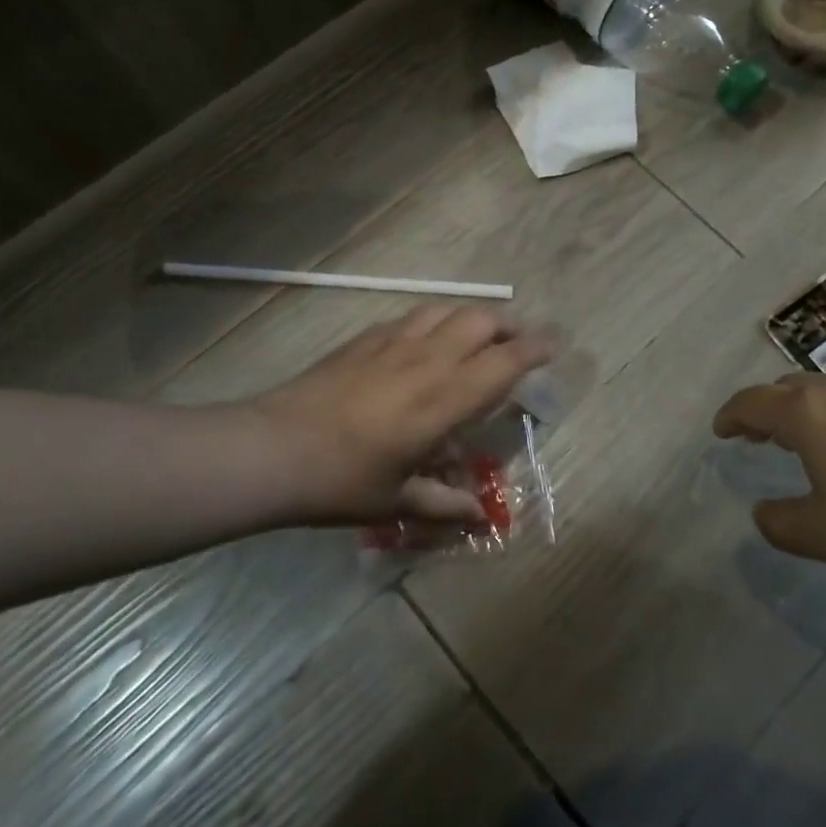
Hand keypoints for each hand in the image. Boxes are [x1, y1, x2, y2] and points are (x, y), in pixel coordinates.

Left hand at [249, 305, 553, 526]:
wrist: (272, 449)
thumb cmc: (341, 481)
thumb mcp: (397, 501)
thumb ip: (443, 504)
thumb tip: (479, 516)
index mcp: (443, 399)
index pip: (503, 362)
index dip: (534, 349)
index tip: (553, 345)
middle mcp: (425, 360)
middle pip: (479, 320)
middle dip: (507, 325)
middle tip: (516, 344)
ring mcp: (392, 343)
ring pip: (445, 310)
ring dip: (470, 317)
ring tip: (475, 336)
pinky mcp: (363, 340)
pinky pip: (411, 318)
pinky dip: (432, 322)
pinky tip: (423, 343)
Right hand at [712, 374, 825, 592]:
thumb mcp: (823, 535)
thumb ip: (781, 523)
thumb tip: (762, 512)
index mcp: (808, 413)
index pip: (753, 402)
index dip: (731, 416)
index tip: (720, 431)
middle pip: (787, 389)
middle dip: (766, 409)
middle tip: (755, 435)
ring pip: (824, 392)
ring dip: (802, 412)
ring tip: (799, 442)